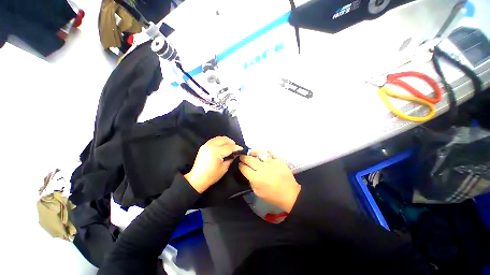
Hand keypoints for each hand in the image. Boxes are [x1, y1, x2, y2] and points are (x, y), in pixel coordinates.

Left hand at [185, 136, 242, 192]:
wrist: (197, 179)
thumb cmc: (211, 176)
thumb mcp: (224, 168)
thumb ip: (231, 158)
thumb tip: (236, 153)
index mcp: (216, 152)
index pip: (229, 147)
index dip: (236, 148)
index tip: (241, 149)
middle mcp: (211, 146)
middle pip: (224, 140)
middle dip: (232, 142)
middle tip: (236, 148)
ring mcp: (206, 145)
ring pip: (219, 138)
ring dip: (226, 140)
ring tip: (230, 146)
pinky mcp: (204, 146)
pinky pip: (214, 140)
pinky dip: (220, 141)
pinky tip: (223, 145)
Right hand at [239, 151, 300, 211]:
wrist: (290, 194)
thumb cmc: (273, 196)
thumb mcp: (258, 192)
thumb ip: (251, 182)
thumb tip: (248, 173)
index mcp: (256, 178)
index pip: (244, 168)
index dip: (240, 166)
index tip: (240, 164)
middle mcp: (262, 168)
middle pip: (249, 159)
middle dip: (244, 157)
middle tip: (242, 157)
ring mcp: (271, 163)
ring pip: (259, 153)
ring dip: (253, 152)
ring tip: (251, 153)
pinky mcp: (279, 160)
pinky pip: (271, 153)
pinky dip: (266, 152)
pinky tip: (264, 153)